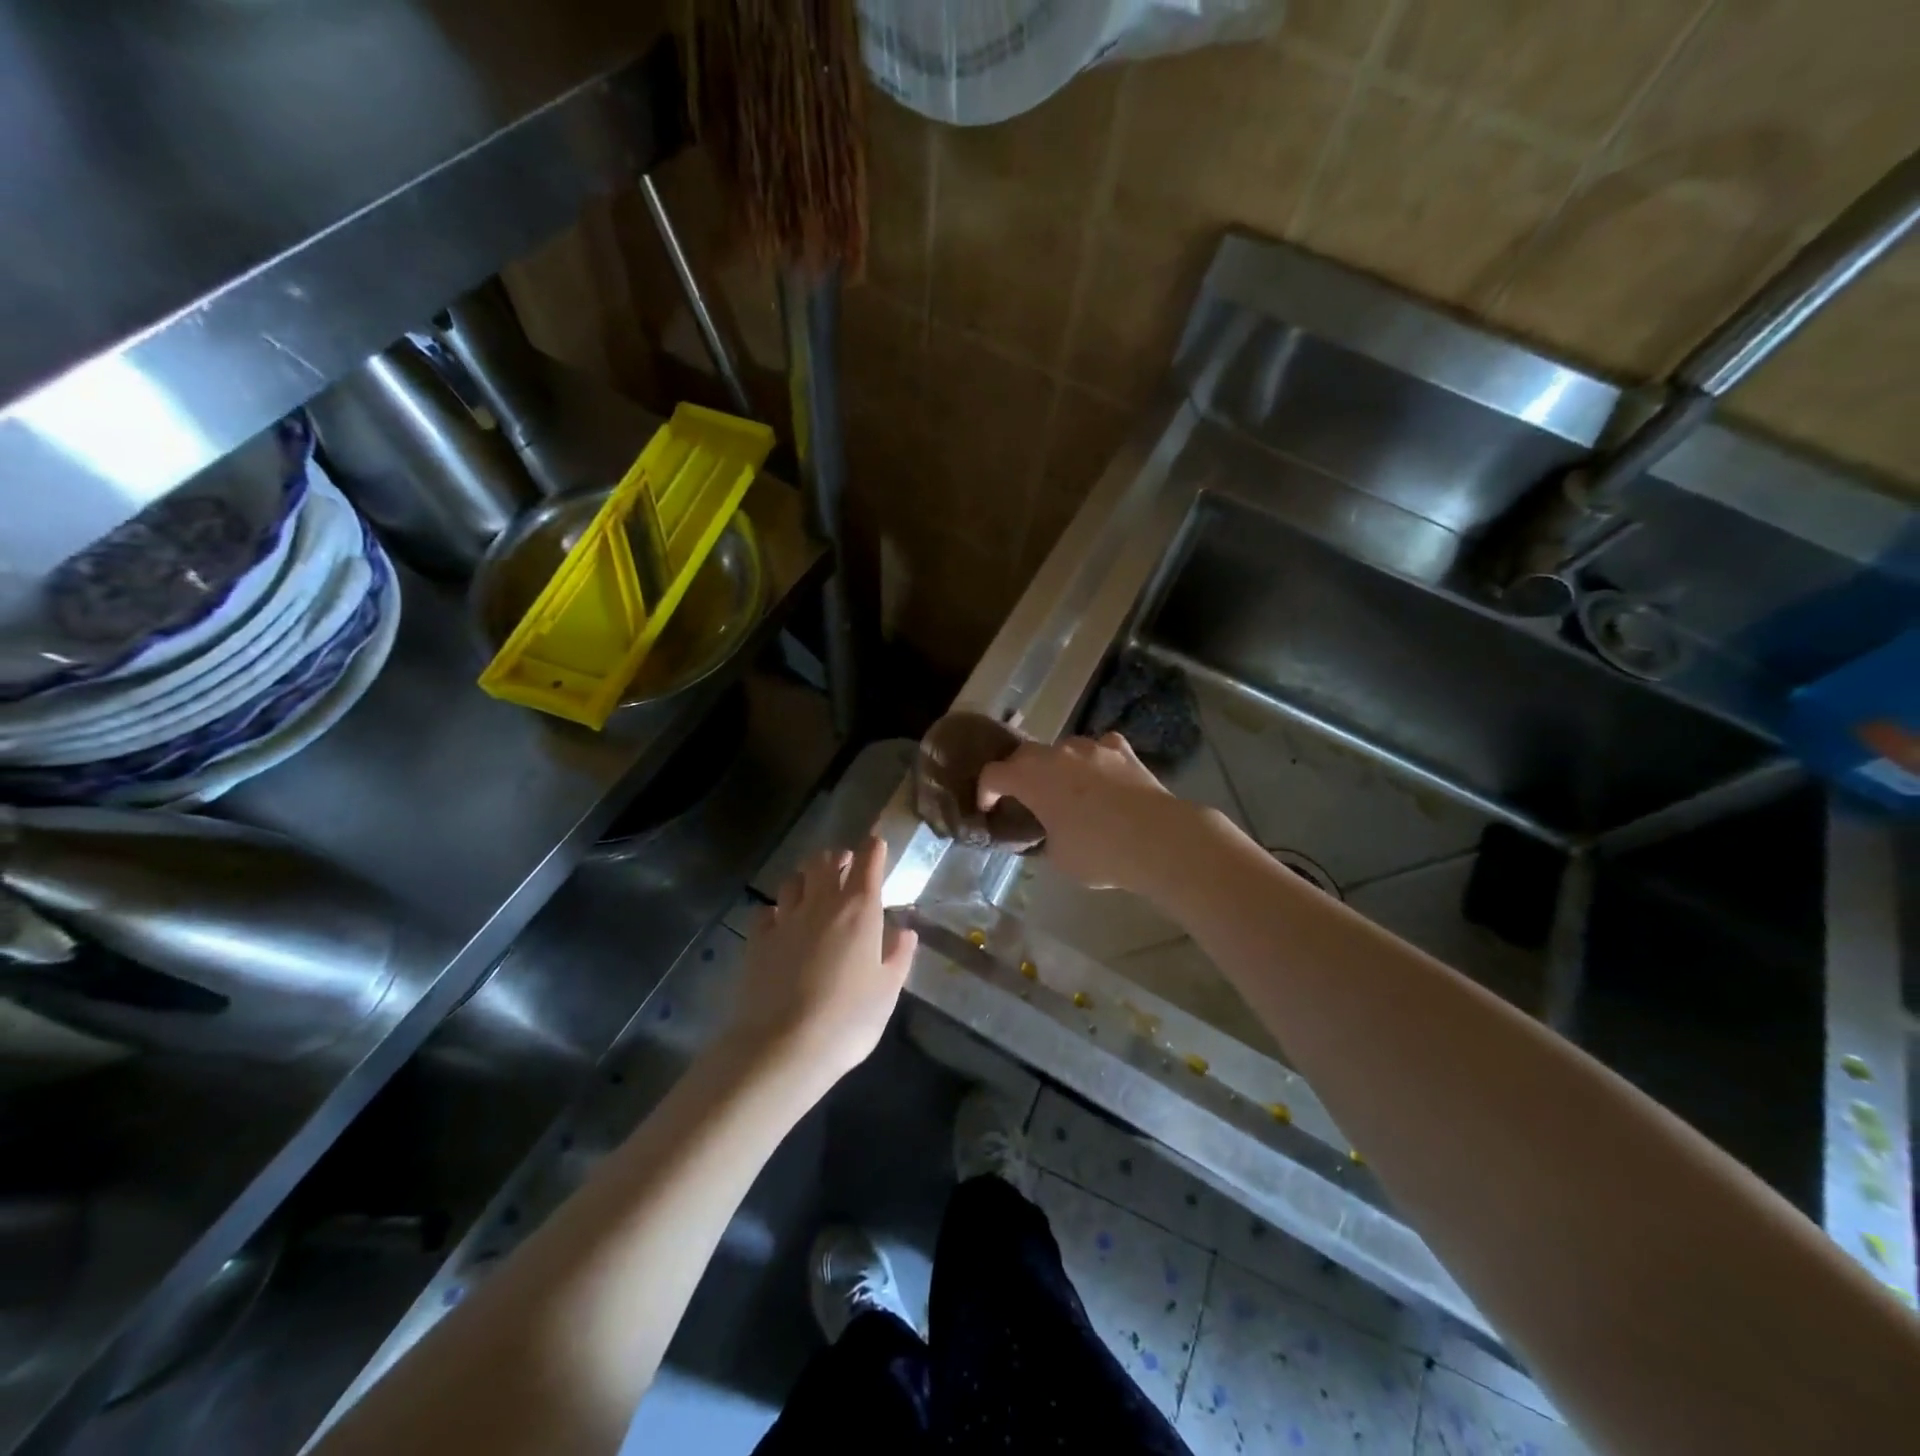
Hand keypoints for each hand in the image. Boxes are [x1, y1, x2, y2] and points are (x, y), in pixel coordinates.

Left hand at [724, 837, 916, 1092]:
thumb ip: (898, 955)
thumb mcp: (887, 991)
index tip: (876, 843)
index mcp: (860, 910)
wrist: (784, 1047)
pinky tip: (781, 923)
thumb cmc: (849, 1020)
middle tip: (845, 867)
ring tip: (813, 890)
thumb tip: (905, 931)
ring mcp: (786, 919)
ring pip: (794, 879)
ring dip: (806, 878)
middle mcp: (822, 903)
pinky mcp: (758, 939)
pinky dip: (776, 910)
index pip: (868, 862)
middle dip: (838, 858)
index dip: (873, 848)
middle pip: (826, 861)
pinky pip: (767, 910)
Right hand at [977, 732, 1205, 893]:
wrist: (1159, 839)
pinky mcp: (1123, 750)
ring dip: (1058, 766)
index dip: (986, 791)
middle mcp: (1058, 754)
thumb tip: (1048, 832)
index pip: (994, 774)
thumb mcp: (1058, 857)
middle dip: (1019, 773)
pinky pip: (1100, 748)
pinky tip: (1103, 776)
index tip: (989, 808)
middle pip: (1025, 754)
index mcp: (1032, 778)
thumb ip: (1044, 837)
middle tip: (1025, 797)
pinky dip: (1095, 760)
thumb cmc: (1099, 852)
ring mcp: (1092, 748)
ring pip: (1064, 749)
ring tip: (1067, 789)